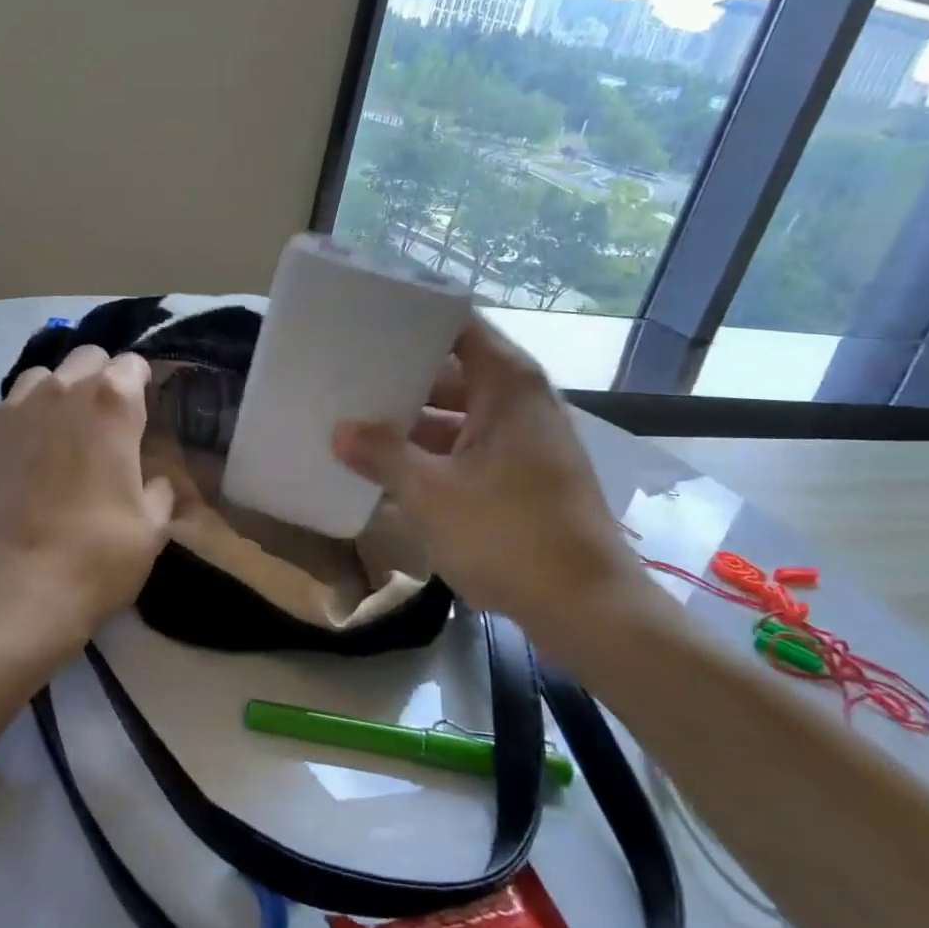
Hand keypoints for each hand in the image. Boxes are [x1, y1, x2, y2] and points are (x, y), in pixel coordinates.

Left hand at [0, 345, 176, 637]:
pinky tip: (19, 453)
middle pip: (85, 357)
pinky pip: (0, 408)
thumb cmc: (98, 556)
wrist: (14, 590)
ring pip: (39, 377)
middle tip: (103, 421)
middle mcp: (60, 391)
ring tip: (57, 432)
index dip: (141, 385)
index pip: (132, 364)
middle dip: (99, 378)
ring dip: (55, 395)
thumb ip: (158, 488)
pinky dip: (15, 420)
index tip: (141, 413)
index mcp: (112, 403)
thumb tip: (151, 478)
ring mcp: (11, 409)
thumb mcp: (152, 526)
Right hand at [332, 318, 646, 626]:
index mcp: (508, 387)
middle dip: (403, 377)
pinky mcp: (525, 477)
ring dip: (416, 423)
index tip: (367, 321)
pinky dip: (436, 453)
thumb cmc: (508, 535)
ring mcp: (526, 442)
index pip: (458, 326)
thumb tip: (341, 431)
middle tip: (349, 376)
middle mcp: (522, 403)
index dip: (414, 319)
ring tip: (360, 422)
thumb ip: (382, 456)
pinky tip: (393, 468)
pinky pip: (471, 448)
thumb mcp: (430, 494)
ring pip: (461, 415)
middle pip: (455, 372)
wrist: (587, 609)